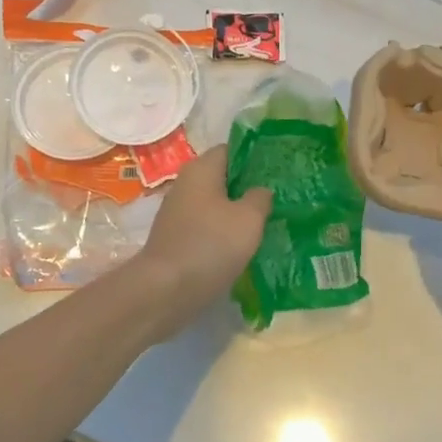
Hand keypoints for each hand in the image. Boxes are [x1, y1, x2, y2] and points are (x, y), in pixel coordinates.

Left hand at [128, 147, 270, 340]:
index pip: (231, 150)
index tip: (277, 171)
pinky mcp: (175, 239)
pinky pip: (206, 227)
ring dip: (236, 214)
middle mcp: (185, 185)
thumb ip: (260, 198)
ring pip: (215, 205)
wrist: (164, 291)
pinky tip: (241, 248)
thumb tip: (260, 191)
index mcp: (201, 169)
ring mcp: (177, 213)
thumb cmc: (210, 245)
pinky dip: (223, 234)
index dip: (255, 158)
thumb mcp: (248, 219)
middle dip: (248, 188)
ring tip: (265, 225)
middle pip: (222, 178)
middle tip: (277, 200)